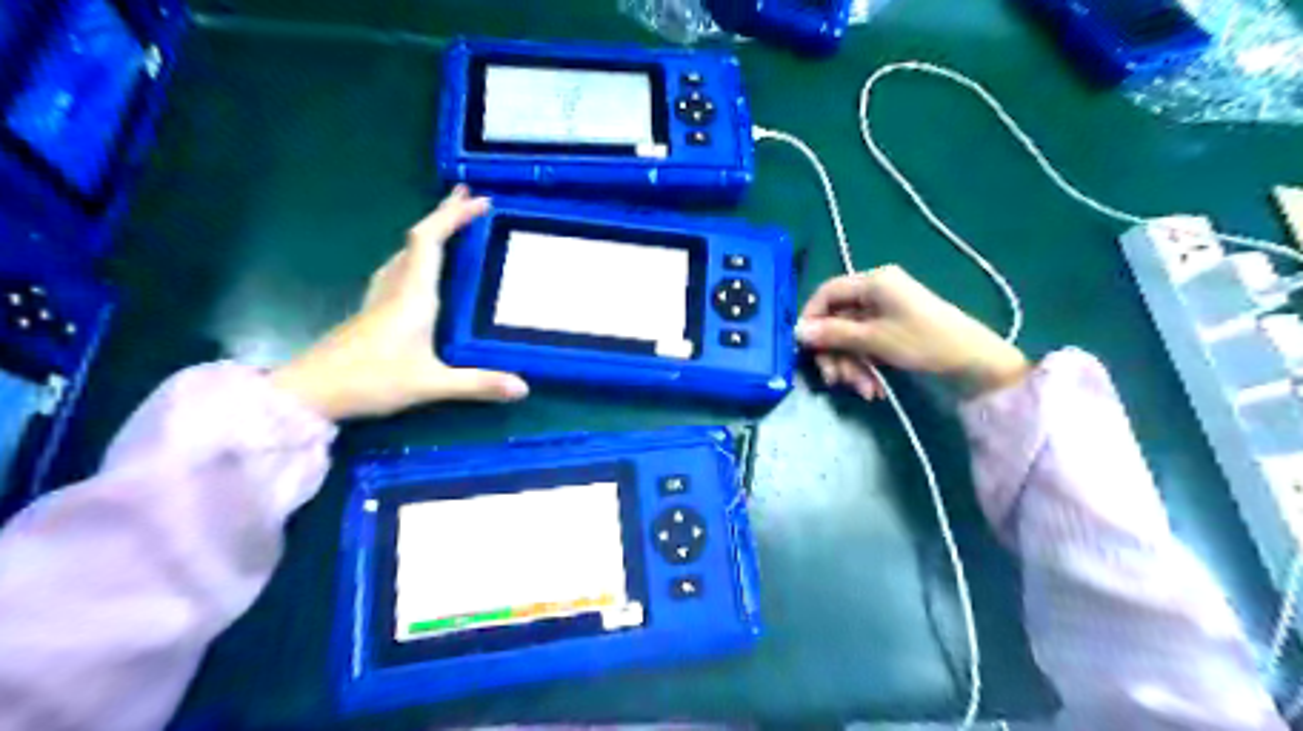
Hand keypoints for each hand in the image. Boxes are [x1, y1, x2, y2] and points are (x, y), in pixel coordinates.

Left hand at [268, 187, 529, 419]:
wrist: (310, 392)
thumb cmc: (370, 381)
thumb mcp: (430, 384)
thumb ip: (477, 384)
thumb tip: (524, 388)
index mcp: (412, 296)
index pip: (429, 241)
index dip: (452, 216)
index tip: (480, 201)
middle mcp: (395, 287)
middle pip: (417, 239)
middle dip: (444, 215)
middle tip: (471, 199)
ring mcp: (380, 297)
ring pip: (406, 252)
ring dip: (430, 233)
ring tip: (452, 226)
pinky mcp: (373, 310)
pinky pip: (400, 268)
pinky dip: (418, 255)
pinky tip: (424, 269)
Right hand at [794, 263, 1027, 397]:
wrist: (976, 363)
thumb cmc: (923, 342)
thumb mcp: (873, 339)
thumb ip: (832, 334)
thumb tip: (797, 332)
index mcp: (874, 282)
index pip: (827, 292)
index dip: (811, 318)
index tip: (804, 347)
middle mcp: (877, 292)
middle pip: (837, 320)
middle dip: (835, 353)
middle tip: (835, 381)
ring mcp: (887, 313)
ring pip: (851, 338)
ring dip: (851, 366)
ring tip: (864, 390)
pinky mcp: (894, 332)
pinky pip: (867, 346)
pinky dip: (866, 367)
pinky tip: (874, 389)